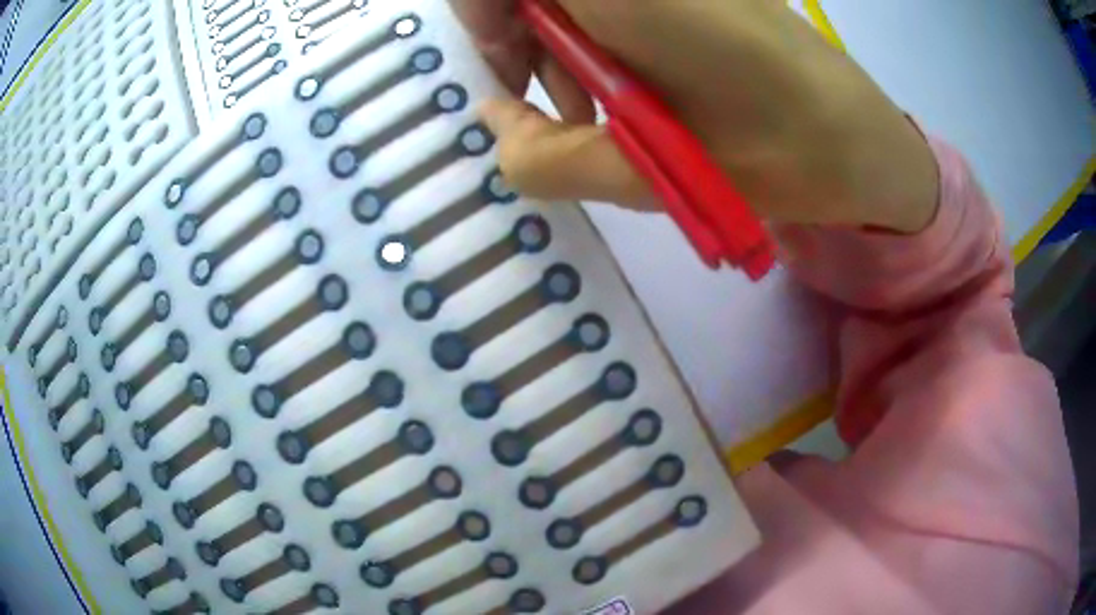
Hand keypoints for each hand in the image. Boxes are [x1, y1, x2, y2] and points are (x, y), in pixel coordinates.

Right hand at [452, 0, 939, 233]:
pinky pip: (611, 4)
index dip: (481, 19)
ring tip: (599, 111)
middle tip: (556, 108)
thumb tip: (494, 122)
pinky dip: (596, 40)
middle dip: (520, 41)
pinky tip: (630, 85)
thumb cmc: (777, 155)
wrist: (863, 142)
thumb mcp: (649, 175)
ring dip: (560, 47)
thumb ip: (544, 157)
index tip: (509, 80)